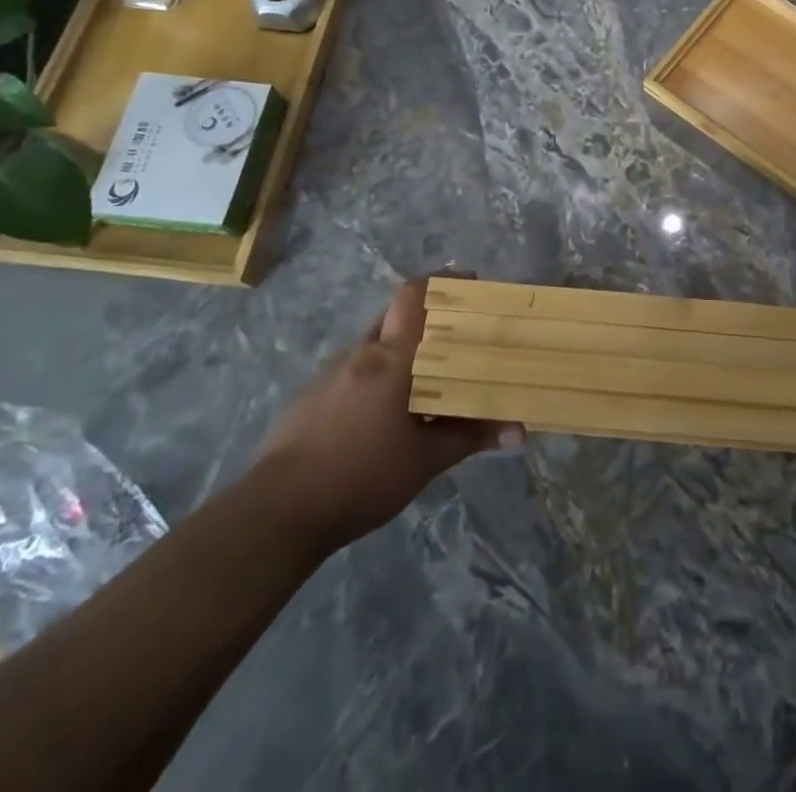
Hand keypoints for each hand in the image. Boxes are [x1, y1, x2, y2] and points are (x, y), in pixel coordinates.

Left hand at [255, 277, 520, 556]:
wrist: (276, 514)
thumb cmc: (361, 477)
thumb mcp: (425, 461)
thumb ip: (471, 438)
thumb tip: (519, 431)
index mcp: (390, 358)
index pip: (414, 295)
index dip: (442, 281)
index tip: (469, 284)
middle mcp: (360, 354)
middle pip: (395, 316)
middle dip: (426, 320)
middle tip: (456, 340)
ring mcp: (329, 374)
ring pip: (373, 346)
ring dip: (399, 353)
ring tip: (424, 383)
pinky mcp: (309, 399)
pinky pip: (352, 373)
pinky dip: (374, 379)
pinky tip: (383, 416)